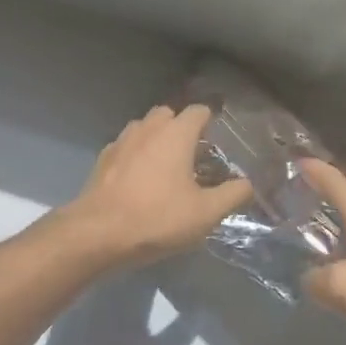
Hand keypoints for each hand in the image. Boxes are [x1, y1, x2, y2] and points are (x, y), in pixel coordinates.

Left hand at [59, 104, 253, 267]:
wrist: (97, 234)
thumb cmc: (157, 218)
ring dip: (156, 139)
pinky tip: (139, 180)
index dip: (211, 121)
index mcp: (176, 134)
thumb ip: (233, 195)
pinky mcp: (102, 160)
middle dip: (182, 127)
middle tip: (194, 155)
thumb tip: (248, 184)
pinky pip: (126, 147)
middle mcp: (148, 128)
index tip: (219, 140)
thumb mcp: (206, 213)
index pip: (198, 111)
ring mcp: (121, 142)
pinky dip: (136, 155)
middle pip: (169, 114)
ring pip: (144, 128)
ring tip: (166, 167)